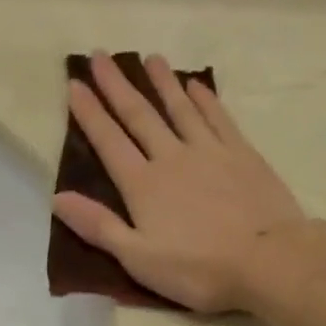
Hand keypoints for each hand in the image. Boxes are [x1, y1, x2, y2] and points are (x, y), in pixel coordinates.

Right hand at [53, 51, 305, 312]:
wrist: (268, 260)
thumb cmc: (198, 269)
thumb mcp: (139, 259)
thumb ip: (99, 226)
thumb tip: (58, 197)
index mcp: (144, 186)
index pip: (109, 142)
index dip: (90, 113)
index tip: (74, 84)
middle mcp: (172, 158)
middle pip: (140, 116)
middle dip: (117, 86)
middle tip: (100, 56)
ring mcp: (210, 152)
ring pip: (180, 109)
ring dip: (163, 83)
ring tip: (150, 58)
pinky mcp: (243, 155)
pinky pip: (218, 118)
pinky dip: (205, 99)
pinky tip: (197, 85)